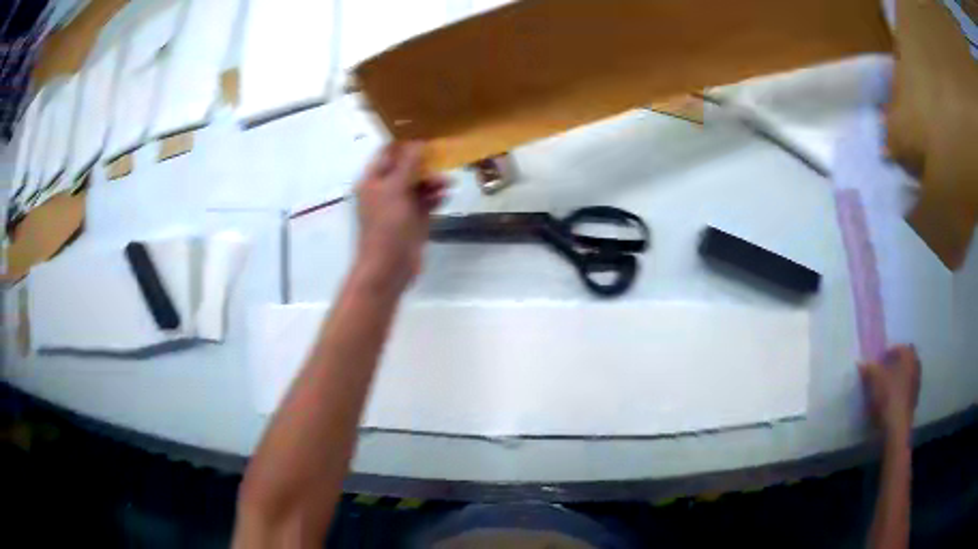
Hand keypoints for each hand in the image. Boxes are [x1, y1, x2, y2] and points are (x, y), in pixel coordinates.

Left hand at [354, 142, 446, 291]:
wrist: (389, 267)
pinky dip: (435, 197)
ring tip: (448, 183)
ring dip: (433, 181)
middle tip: (444, 157)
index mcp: (373, 180)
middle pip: (406, 167)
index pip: (388, 153)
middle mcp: (385, 190)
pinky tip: (445, 195)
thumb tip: (419, 142)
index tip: (427, 135)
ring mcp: (400, 206)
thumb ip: (408, 164)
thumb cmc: (387, 226)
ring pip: (418, 185)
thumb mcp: (396, 190)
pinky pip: (426, 202)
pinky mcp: (413, 220)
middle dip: (424, 163)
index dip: (405, 144)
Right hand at [858, 345, 921, 443]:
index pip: (899, 347)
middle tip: (884, 372)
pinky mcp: (914, 400)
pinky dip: (900, 391)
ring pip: (907, 375)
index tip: (879, 361)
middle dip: (896, 364)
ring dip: (899, 378)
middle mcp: (915, 366)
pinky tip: (891, 400)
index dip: (889, 352)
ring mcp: (916, 384)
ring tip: (887, 387)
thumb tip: (862, 363)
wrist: (896, 427)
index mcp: (909, 356)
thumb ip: (869, 369)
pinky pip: (907, 390)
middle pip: (905, 361)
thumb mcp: (875, 381)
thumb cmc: (888, 397)